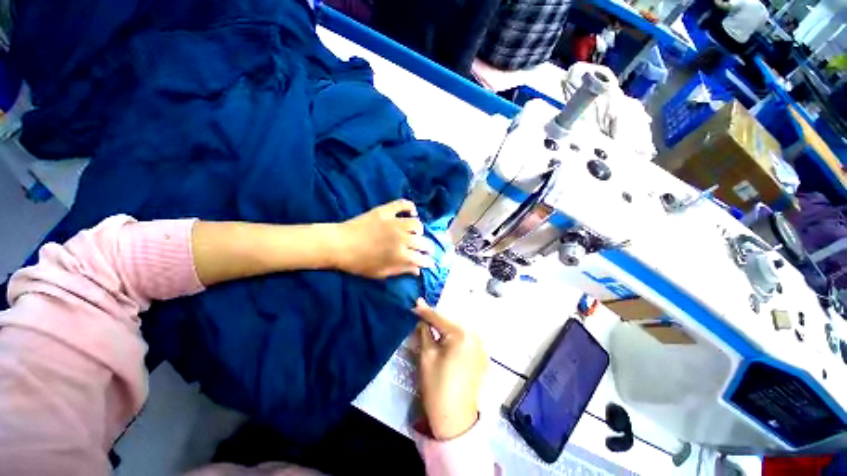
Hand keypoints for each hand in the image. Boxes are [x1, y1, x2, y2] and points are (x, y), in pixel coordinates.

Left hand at [333, 200, 433, 278]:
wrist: (338, 244)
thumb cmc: (358, 263)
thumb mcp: (380, 273)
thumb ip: (401, 270)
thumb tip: (417, 271)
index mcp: (400, 255)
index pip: (422, 259)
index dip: (428, 262)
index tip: (429, 263)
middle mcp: (401, 238)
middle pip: (423, 242)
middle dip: (428, 248)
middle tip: (426, 250)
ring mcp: (394, 222)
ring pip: (417, 224)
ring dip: (419, 230)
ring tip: (416, 233)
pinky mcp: (385, 211)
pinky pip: (402, 204)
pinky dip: (409, 206)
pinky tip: (411, 212)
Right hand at [414, 298, 487, 439]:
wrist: (455, 420)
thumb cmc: (437, 386)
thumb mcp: (427, 356)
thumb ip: (425, 332)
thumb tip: (422, 319)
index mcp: (462, 335)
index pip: (440, 318)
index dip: (426, 311)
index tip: (416, 302)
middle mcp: (476, 336)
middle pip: (452, 322)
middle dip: (437, 318)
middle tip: (423, 312)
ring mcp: (481, 347)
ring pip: (460, 329)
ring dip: (446, 326)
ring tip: (432, 323)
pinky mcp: (482, 357)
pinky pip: (466, 339)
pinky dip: (455, 336)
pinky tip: (446, 337)